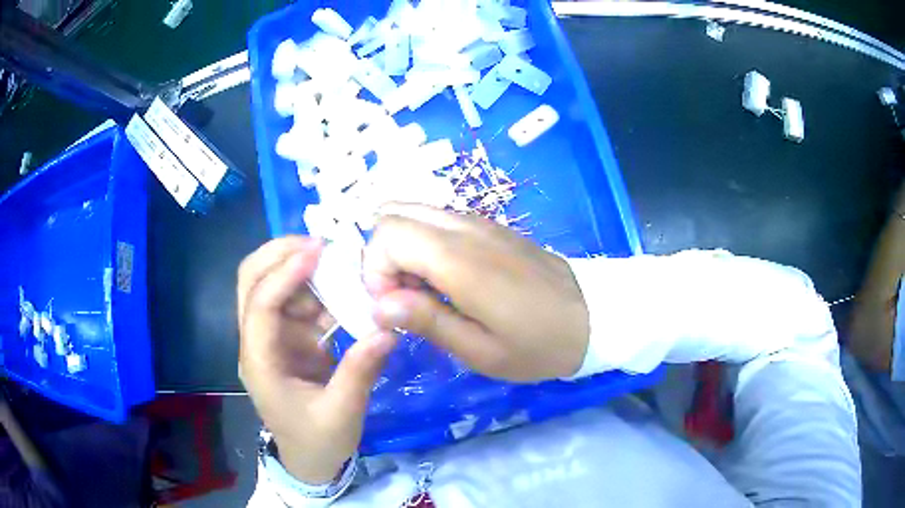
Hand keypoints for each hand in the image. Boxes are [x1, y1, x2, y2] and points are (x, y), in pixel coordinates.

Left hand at [238, 237, 396, 484]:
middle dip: (279, 254)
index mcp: (260, 363)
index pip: (260, 305)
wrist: (309, 461)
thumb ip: (360, 371)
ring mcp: (271, 338)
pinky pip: (296, 301)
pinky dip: (317, 289)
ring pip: (272, 284)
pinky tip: (343, 289)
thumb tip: (388, 329)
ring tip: (339, 261)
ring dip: (301, 268)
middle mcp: (257, 342)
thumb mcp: (342, 414)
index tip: (319, 252)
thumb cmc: (318, 441)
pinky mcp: (288, 339)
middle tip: (320, 243)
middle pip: (251, 282)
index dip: (284, 274)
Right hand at [363, 203, 589, 381]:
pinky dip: (423, 242)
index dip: (375, 271)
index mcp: (459, 260)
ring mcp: (478, 221)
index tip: (394, 307)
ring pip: (413, 212)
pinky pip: (437, 219)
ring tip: (424, 289)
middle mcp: (464, 228)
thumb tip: (378, 304)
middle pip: (393, 215)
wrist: (591, 316)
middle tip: (405, 297)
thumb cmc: (537, 344)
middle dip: (383, 255)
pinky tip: (445, 277)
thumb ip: (427, 321)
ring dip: (402, 248)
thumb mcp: (480, 351)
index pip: (387, 235)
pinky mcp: (489, 224)